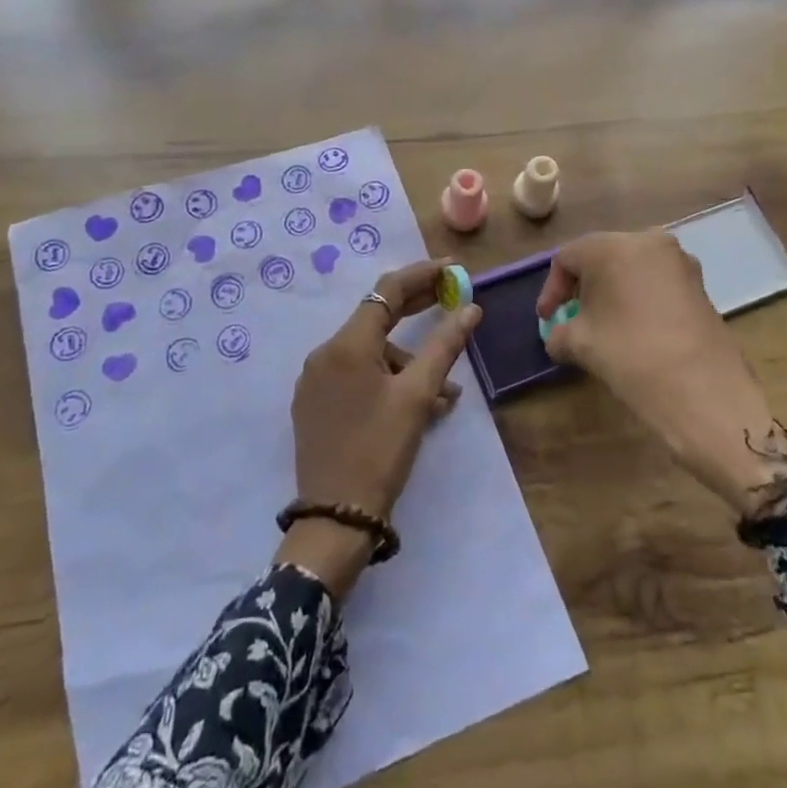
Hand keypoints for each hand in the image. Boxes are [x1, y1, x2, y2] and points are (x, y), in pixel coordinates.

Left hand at [277, 259, 482, 596]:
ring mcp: (316, 380)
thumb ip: (444, 346)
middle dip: (417, 307)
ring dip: (409, 361)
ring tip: (445, 393)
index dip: (422, 275)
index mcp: (346, 345)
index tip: (453, 268)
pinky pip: (357, 375)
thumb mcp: (418, 396)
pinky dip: (388, 378)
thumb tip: (471, 308)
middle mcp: (324, 353)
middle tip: (453, 299)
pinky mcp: (315, 403)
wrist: (334, 519)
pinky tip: (416, 402)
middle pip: (376, 316)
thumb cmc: (380, 451)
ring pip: (371, 353)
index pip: (387, 291)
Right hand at [537, 231, 786, 514]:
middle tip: (572, 317)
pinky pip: (657, 282)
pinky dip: (639, 299)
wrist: (703, 393)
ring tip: (603, 326)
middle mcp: (648, 241)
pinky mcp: (700, 285)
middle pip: (602, 256)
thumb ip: (559, 332)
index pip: (568, 258)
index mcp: (613, 246)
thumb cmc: (630, 356)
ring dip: (613, 292)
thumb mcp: (580, 344)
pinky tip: (634, 330)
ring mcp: (680, 262)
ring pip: (632, 268)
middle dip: (584, 287)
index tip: (546, 319)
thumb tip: (557, 335)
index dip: (552, 289)